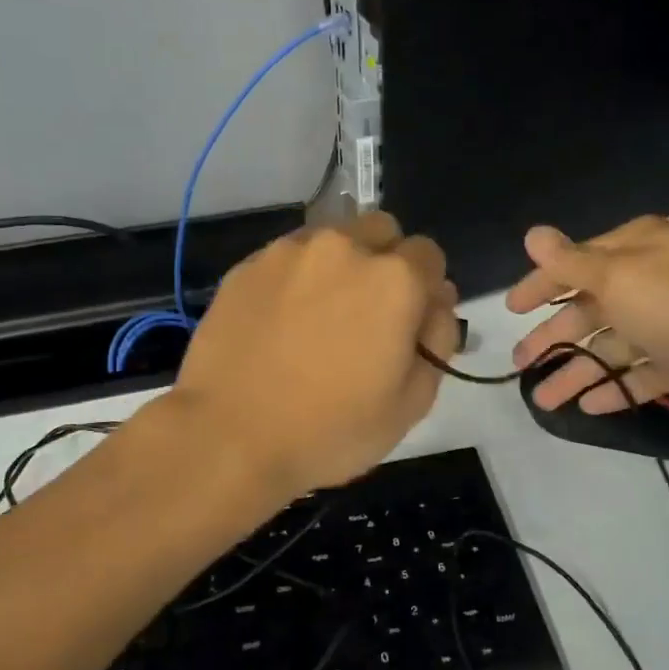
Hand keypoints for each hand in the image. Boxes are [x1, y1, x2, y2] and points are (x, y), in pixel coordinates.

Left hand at [173, 212, 459, 496]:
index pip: (430, 256)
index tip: (409, 322)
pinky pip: (288, 257)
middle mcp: (345, 248)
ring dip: (340, 264)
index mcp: (395, 279)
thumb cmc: (331, 430)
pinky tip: (281, 321)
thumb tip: (436, 302)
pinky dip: (296, 277)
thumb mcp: (412, 402)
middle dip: (386, 260)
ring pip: (332, 237)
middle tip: (368, 313)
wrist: (229, 438)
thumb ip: (438, 338)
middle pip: (382, 230)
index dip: (425, 289)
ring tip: (320, 316)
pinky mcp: (247, 265)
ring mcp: (289, 251)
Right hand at [507, 216, 668, 425]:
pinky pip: (640, 375)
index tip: (510, 309)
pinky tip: (587, 407)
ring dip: (576, 371)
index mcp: (639, 250)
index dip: (541, 285)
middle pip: (590, 309)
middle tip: (520, 363)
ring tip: (543, 399)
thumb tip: (532, 233)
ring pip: (611, 346)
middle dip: (554, 336)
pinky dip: (614, 389)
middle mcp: (652, 281)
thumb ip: (572, 263)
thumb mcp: (622, 279)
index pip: (576, 264)